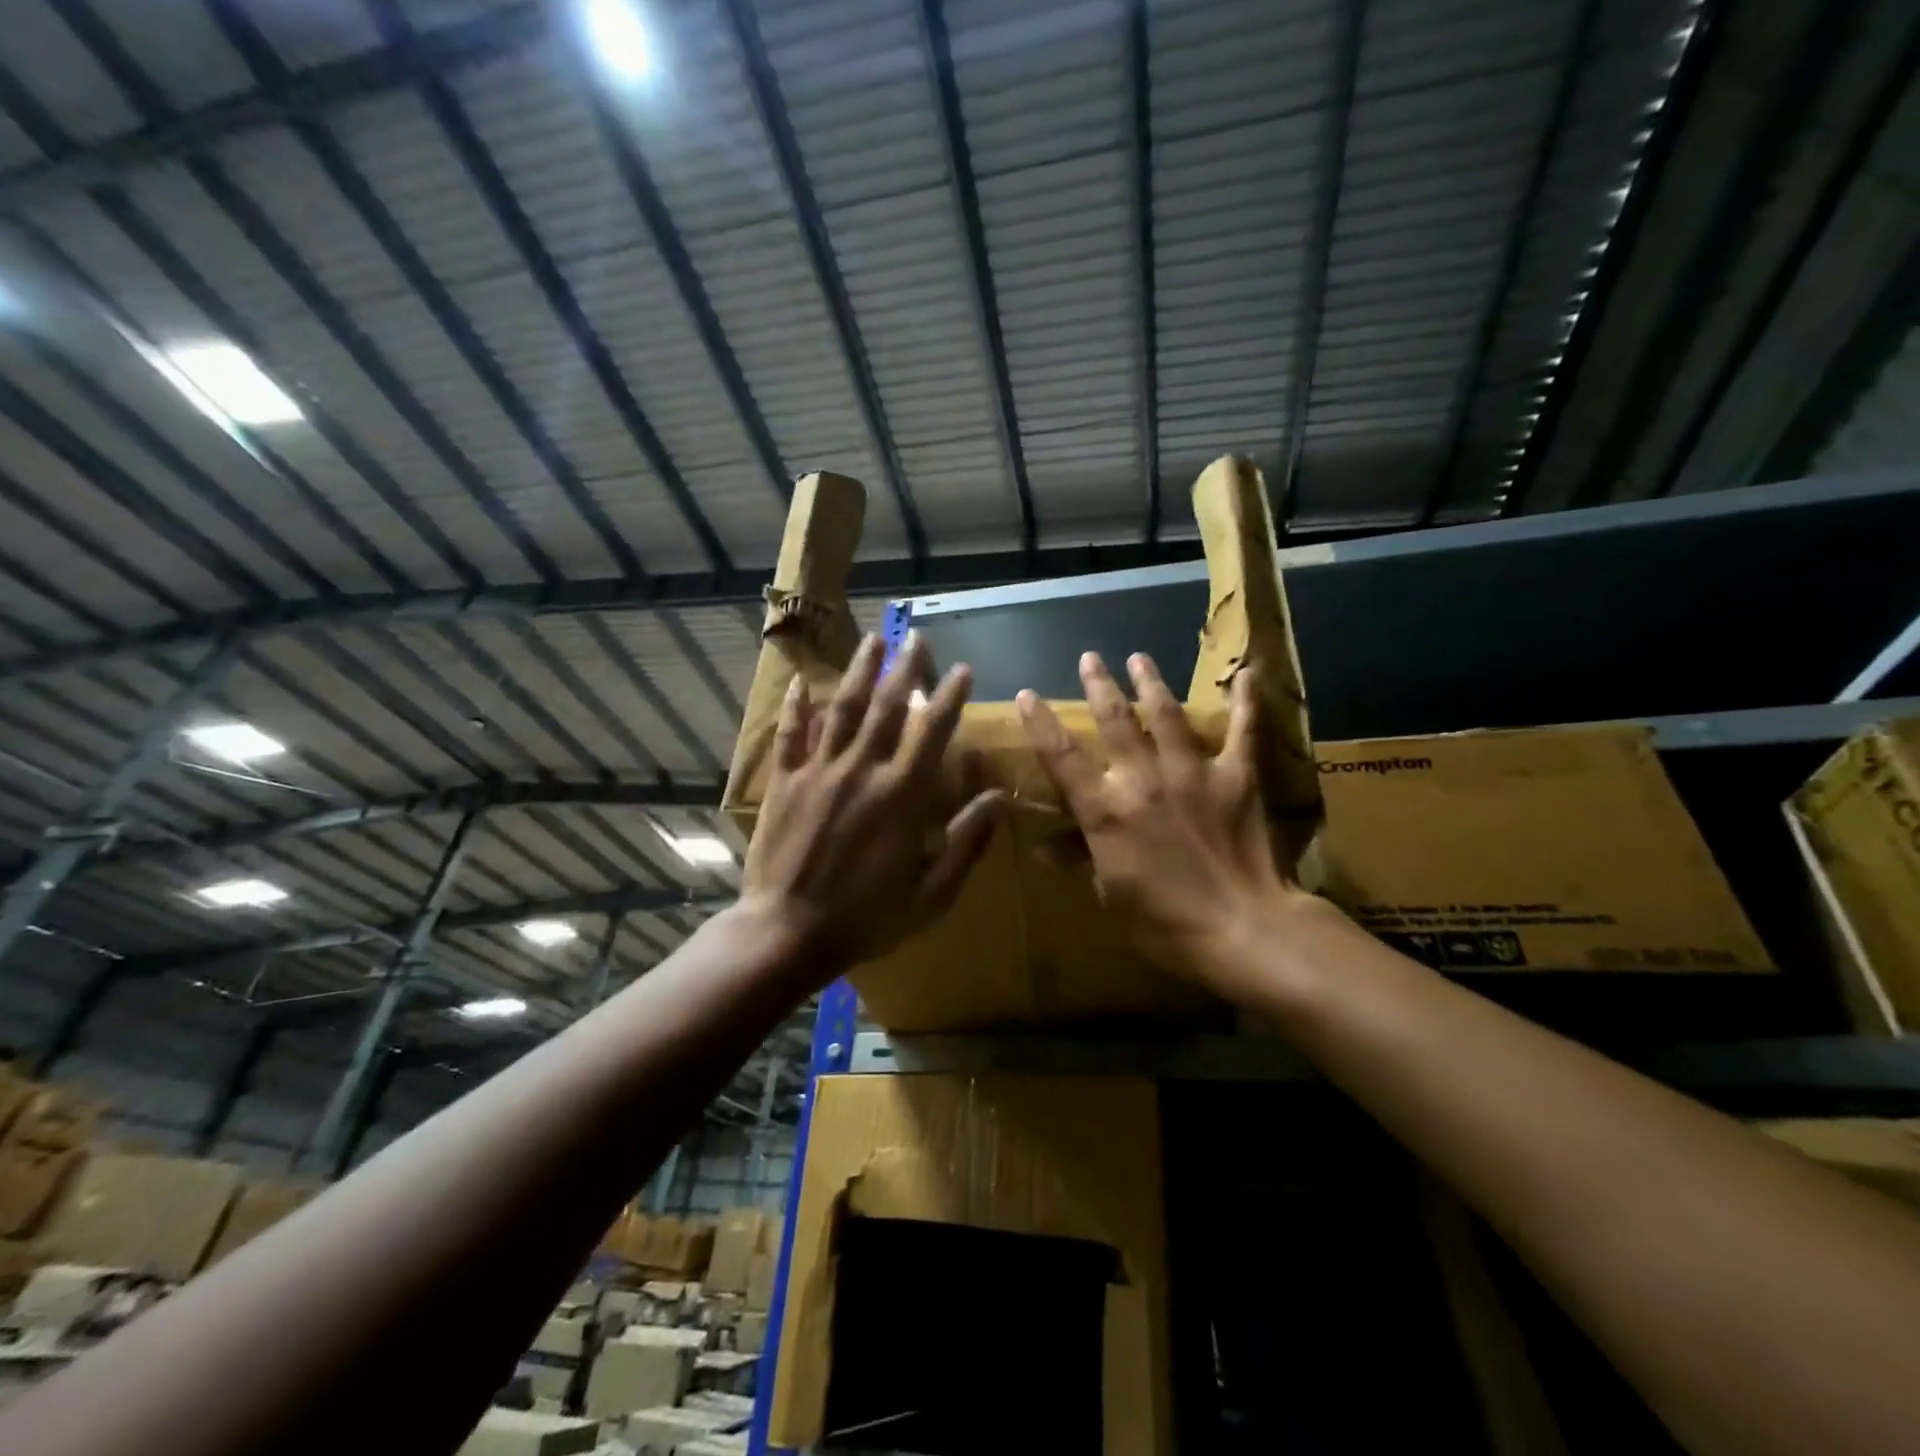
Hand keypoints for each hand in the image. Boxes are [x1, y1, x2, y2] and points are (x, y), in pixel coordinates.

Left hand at [740, 632, 1002, 975]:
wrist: (788, 931)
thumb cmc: (867, 917)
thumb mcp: (932, 892)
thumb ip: (966, 841)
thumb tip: (1000, 798)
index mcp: (902, 794)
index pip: (932, 730)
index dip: (950, 696)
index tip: (962, 668)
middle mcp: (862, 769)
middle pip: (887, 707)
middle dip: (906, 668)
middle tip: (917, 637)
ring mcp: (819, 771)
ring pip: (842, 709)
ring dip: (859, 672)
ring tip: (872, 640)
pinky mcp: (785, 781)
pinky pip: (791, 735)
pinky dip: (797, 707)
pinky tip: (801, 682)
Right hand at [1017, 652, 1322, 992]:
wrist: (1240, 929)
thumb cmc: (1164, 922)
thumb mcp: (1110, 894)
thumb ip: (1081, 858)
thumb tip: (1044, 847)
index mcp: (1106, 810)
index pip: (1062, 757)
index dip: (1040, 723)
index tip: (1028, 694)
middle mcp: (1143, 779)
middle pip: (1115, 721)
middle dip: (1100, 685)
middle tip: (1090, 657)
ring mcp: (1192, 773)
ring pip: (1167, 714)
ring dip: (1151, 682)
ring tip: (1140, 657)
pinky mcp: (1236, 776)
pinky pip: (1242, 731)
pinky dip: (1245, 702)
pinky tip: (1248, 673)